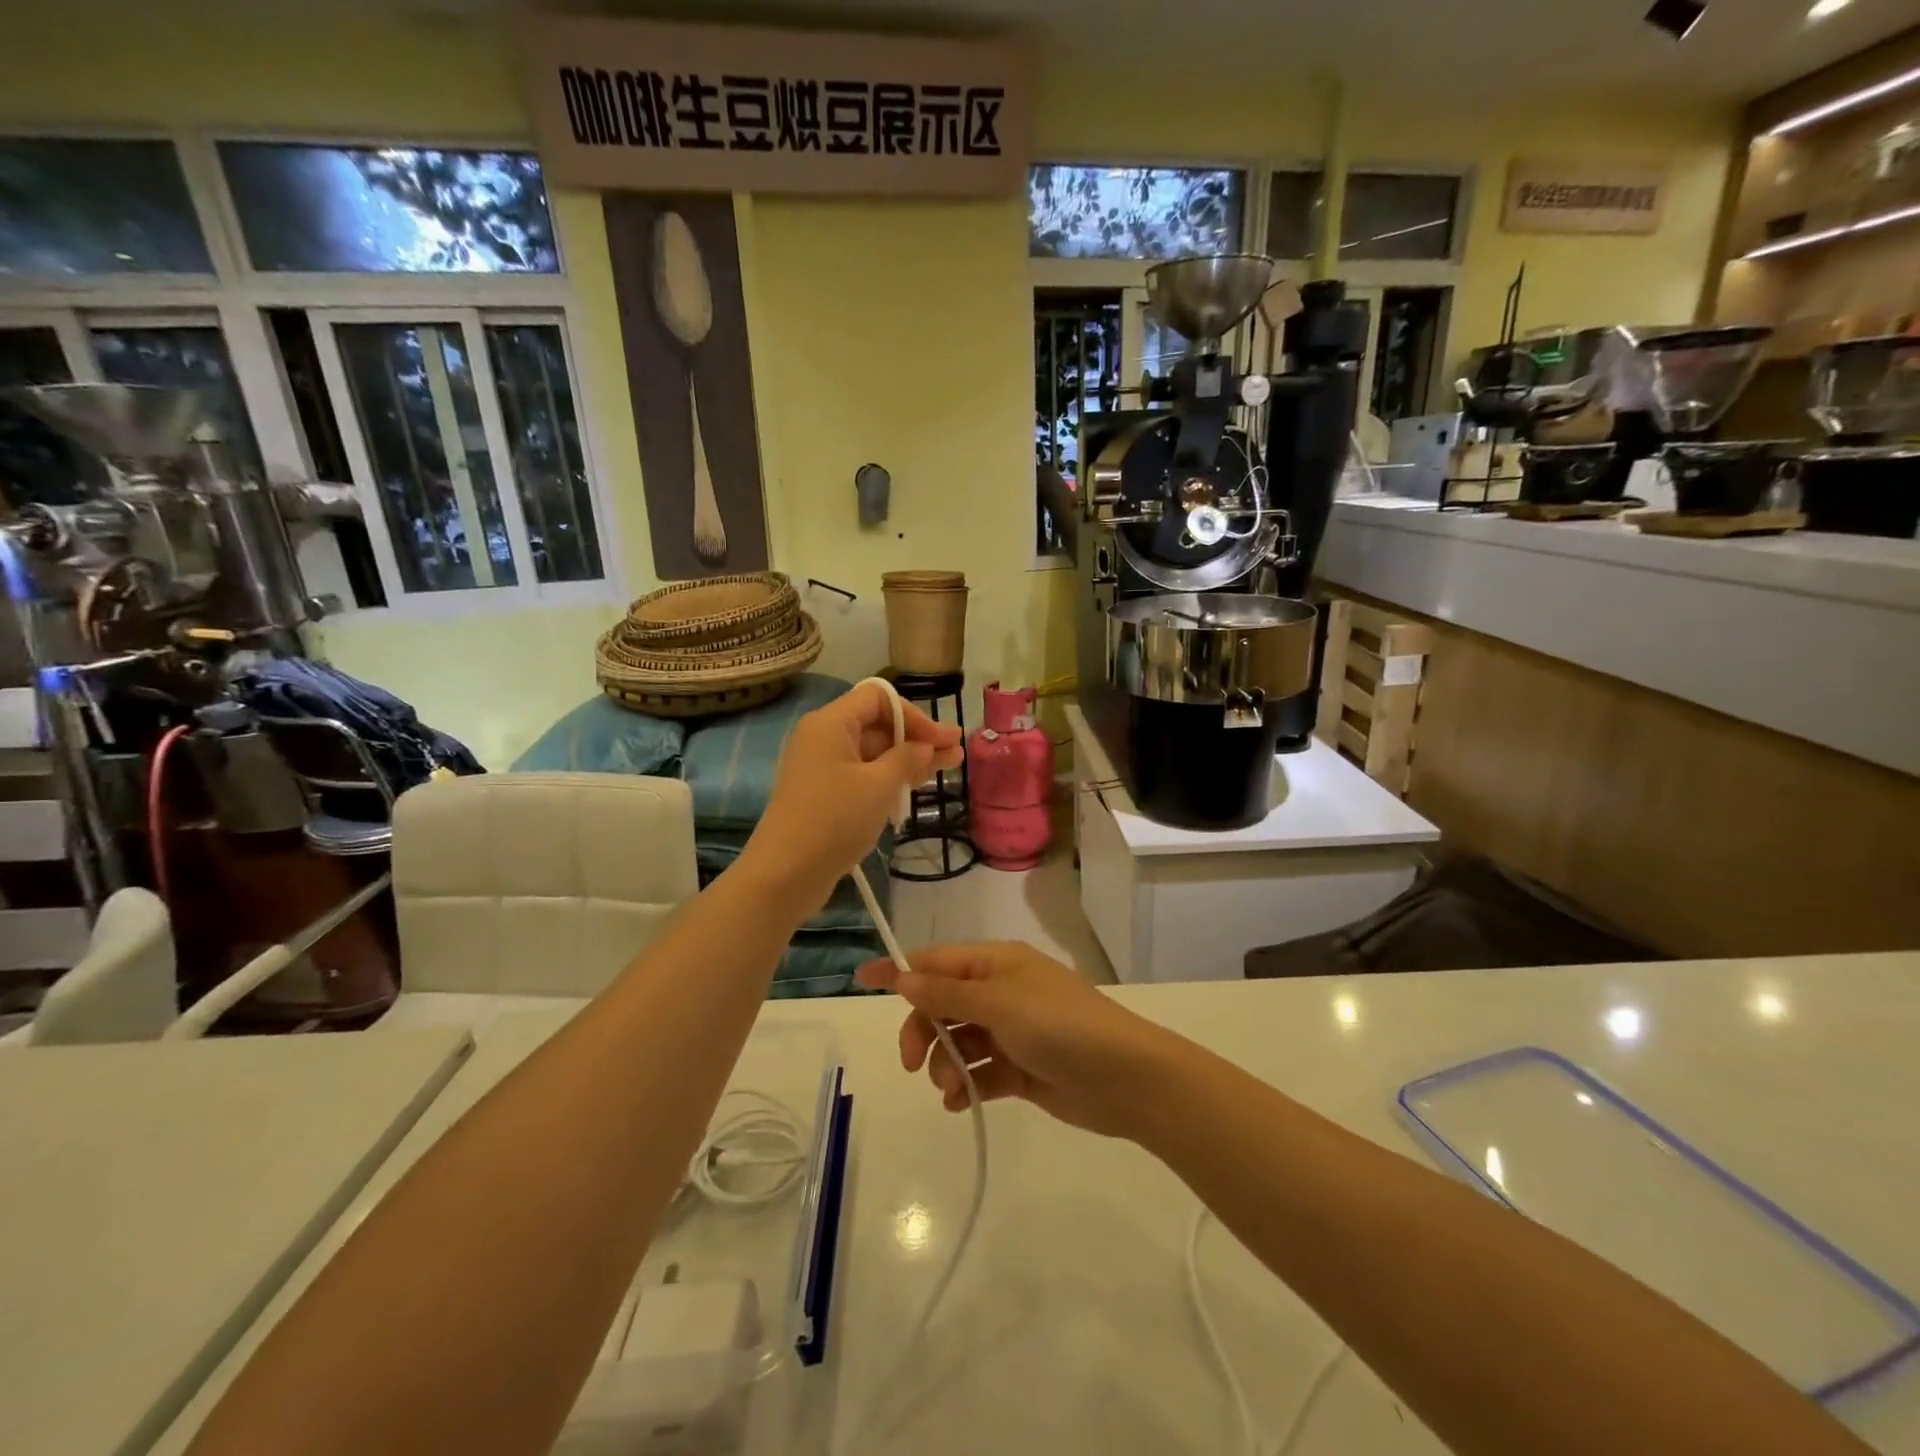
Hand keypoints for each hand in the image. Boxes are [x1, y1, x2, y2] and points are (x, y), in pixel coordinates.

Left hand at [744, 681, 961, 911]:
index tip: (943, 739)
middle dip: (917, 738)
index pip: (879, 698)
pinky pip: (862, 775)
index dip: (915, 715)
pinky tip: (913, 788)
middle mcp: (823, 738)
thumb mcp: (879, 785)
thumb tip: (926, 746)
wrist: (785, 874)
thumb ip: (908, 758)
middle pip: (877, 724)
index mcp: (830, 723)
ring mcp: (821, 767)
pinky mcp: (823, 794)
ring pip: (872, 752)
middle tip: (955, 753)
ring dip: (908, 759)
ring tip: (946, 768)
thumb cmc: (834, 819)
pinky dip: (888, 778)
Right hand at [857, 942, 1179, 1140]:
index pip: (937, 960)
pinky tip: (961, 1103)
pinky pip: (980, 1072)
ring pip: (958, 1041)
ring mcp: (1012, 1031)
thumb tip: (904, 974)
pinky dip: (966, 1086)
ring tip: (950, 1087)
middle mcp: (1001, 991)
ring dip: (945, 1063)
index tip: (861, 979)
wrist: (1124, 1077)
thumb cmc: (1059, 1025)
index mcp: (997, 963)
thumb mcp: (999, 1002)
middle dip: (923, 1029)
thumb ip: (948, 991)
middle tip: (913, 1062)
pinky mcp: (1021, 1069)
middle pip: (942, 1003)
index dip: (900, 969)